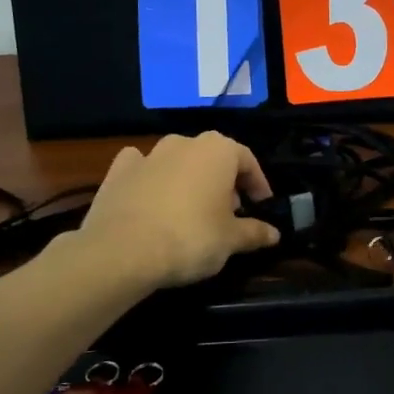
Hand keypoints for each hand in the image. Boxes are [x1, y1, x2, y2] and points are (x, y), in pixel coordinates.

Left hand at [77, 132, 281, 289]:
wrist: (122, 251)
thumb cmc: (190, 238)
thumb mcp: (231, 240)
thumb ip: (254, 232)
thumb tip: (274, 233)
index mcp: (218, 151)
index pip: (247, 160)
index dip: (258, 184)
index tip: (261, 206)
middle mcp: (184, 143)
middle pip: (212, 158)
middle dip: (223, 182)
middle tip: (228, 213)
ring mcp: (148, 154)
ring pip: (178, 161)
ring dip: (188, 179)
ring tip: (192, 210)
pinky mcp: (118, 171)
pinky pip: (142, 168)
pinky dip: (150, 178)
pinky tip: (150, 197)